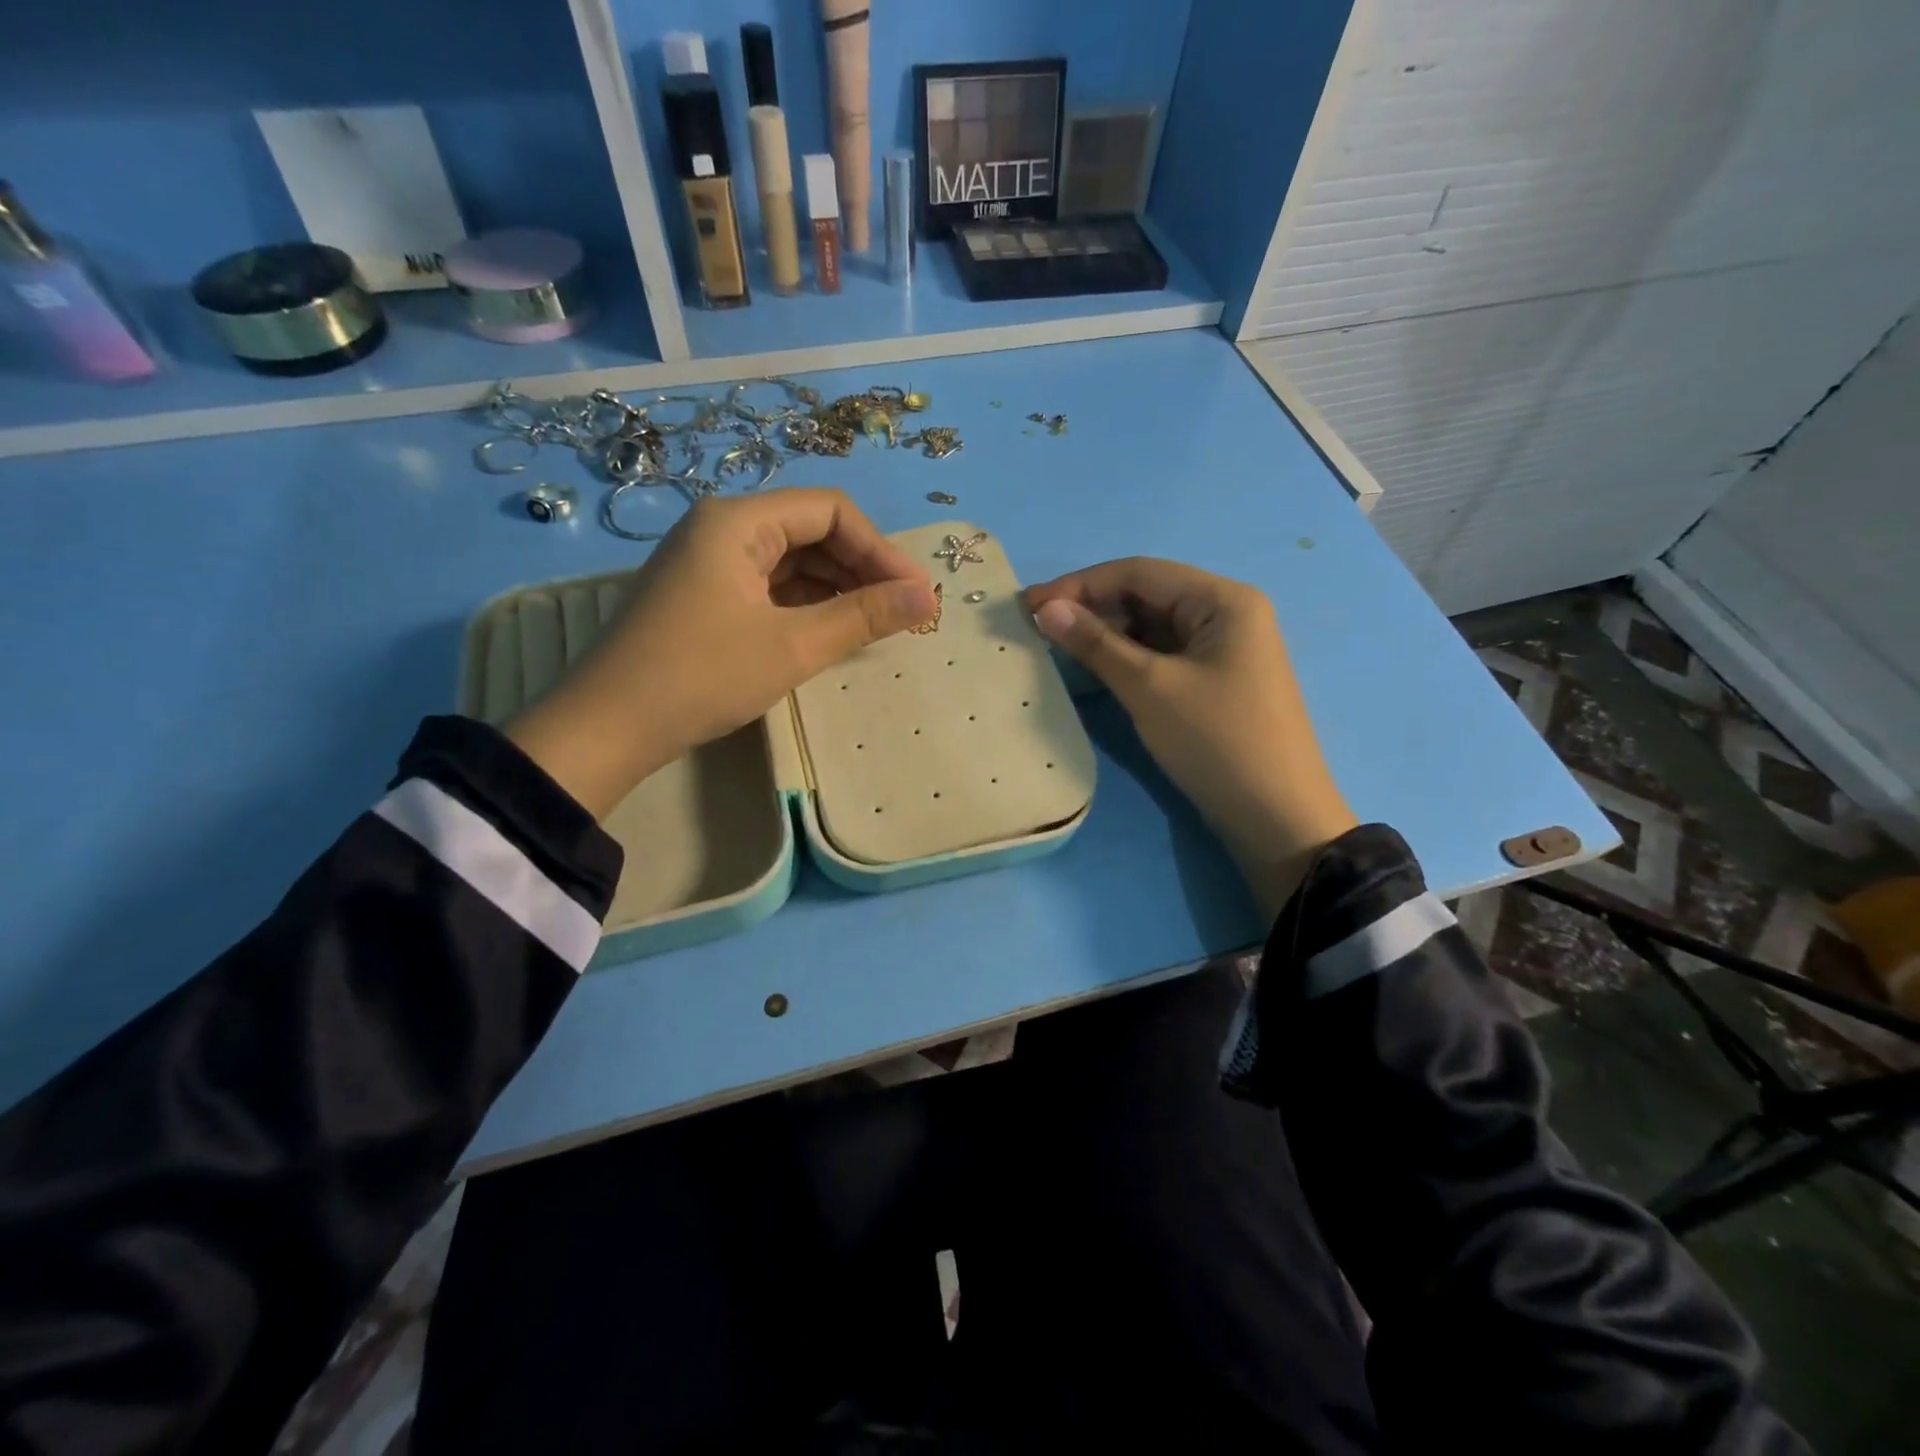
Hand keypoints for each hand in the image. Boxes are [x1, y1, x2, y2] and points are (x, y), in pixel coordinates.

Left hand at [508, 489, 937, 816]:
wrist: (607, 728)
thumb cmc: (703, 676)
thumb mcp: (793, 646)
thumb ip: (864, 616)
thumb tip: (929, 596)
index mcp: (738, 521)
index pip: (830, 511)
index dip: (880, 549)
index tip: (915, 593)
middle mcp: (721, 528)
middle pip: (810, 531)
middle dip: (861, 569)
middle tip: (901, 613)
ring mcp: (708, 563)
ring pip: (791, 561)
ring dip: (836, 589)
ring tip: (875, 626)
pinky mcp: (703, 596)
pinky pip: (768, 587)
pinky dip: (805, 605)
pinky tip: (830, 632)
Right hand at [1025, 558, 1355, 916]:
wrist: (1276, 818)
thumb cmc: (1216, 742)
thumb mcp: (1150, 688)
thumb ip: (1096, 643)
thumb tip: (1046, 609)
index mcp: (1222, 600)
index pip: (1139, 573)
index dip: (1080, 585)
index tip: (1028, 605)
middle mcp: (1227, 614)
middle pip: (1147, 596)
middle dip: (1092, 609)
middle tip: (1037, 629)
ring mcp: (1223, 650)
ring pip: (1152, 628)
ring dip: (1106, 635)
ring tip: (1056, 648)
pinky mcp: (1215, 682)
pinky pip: (1162, 656)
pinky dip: (1127, 659)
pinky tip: (1094, 669)